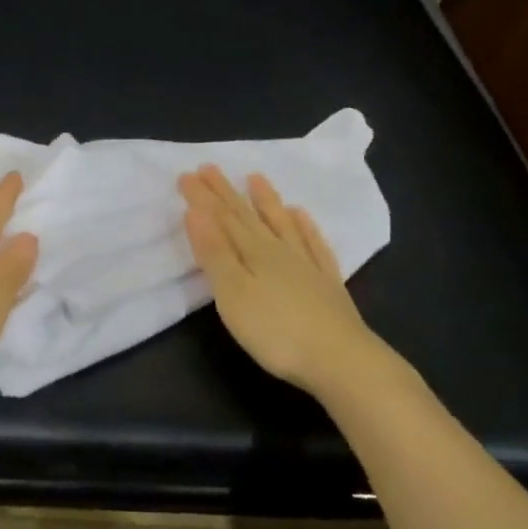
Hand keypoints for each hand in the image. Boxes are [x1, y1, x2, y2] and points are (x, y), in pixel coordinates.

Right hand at [179, 165, 391, 396]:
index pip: (222, 218)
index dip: (202, 197)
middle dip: (225, 192)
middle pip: (247, 216)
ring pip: (282, 224)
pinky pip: (314, 244)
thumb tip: (195, 211)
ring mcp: (307, 265)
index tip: (186, 174)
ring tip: (255, 178)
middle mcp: (279, 251)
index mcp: (252, 253)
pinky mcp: (327, 284)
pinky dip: (305, 227)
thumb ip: (214, 253)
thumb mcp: (233, 294)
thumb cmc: (277, 332)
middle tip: (209, 168)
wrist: (342, 360)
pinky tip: (302, 215)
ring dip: (266, 200)